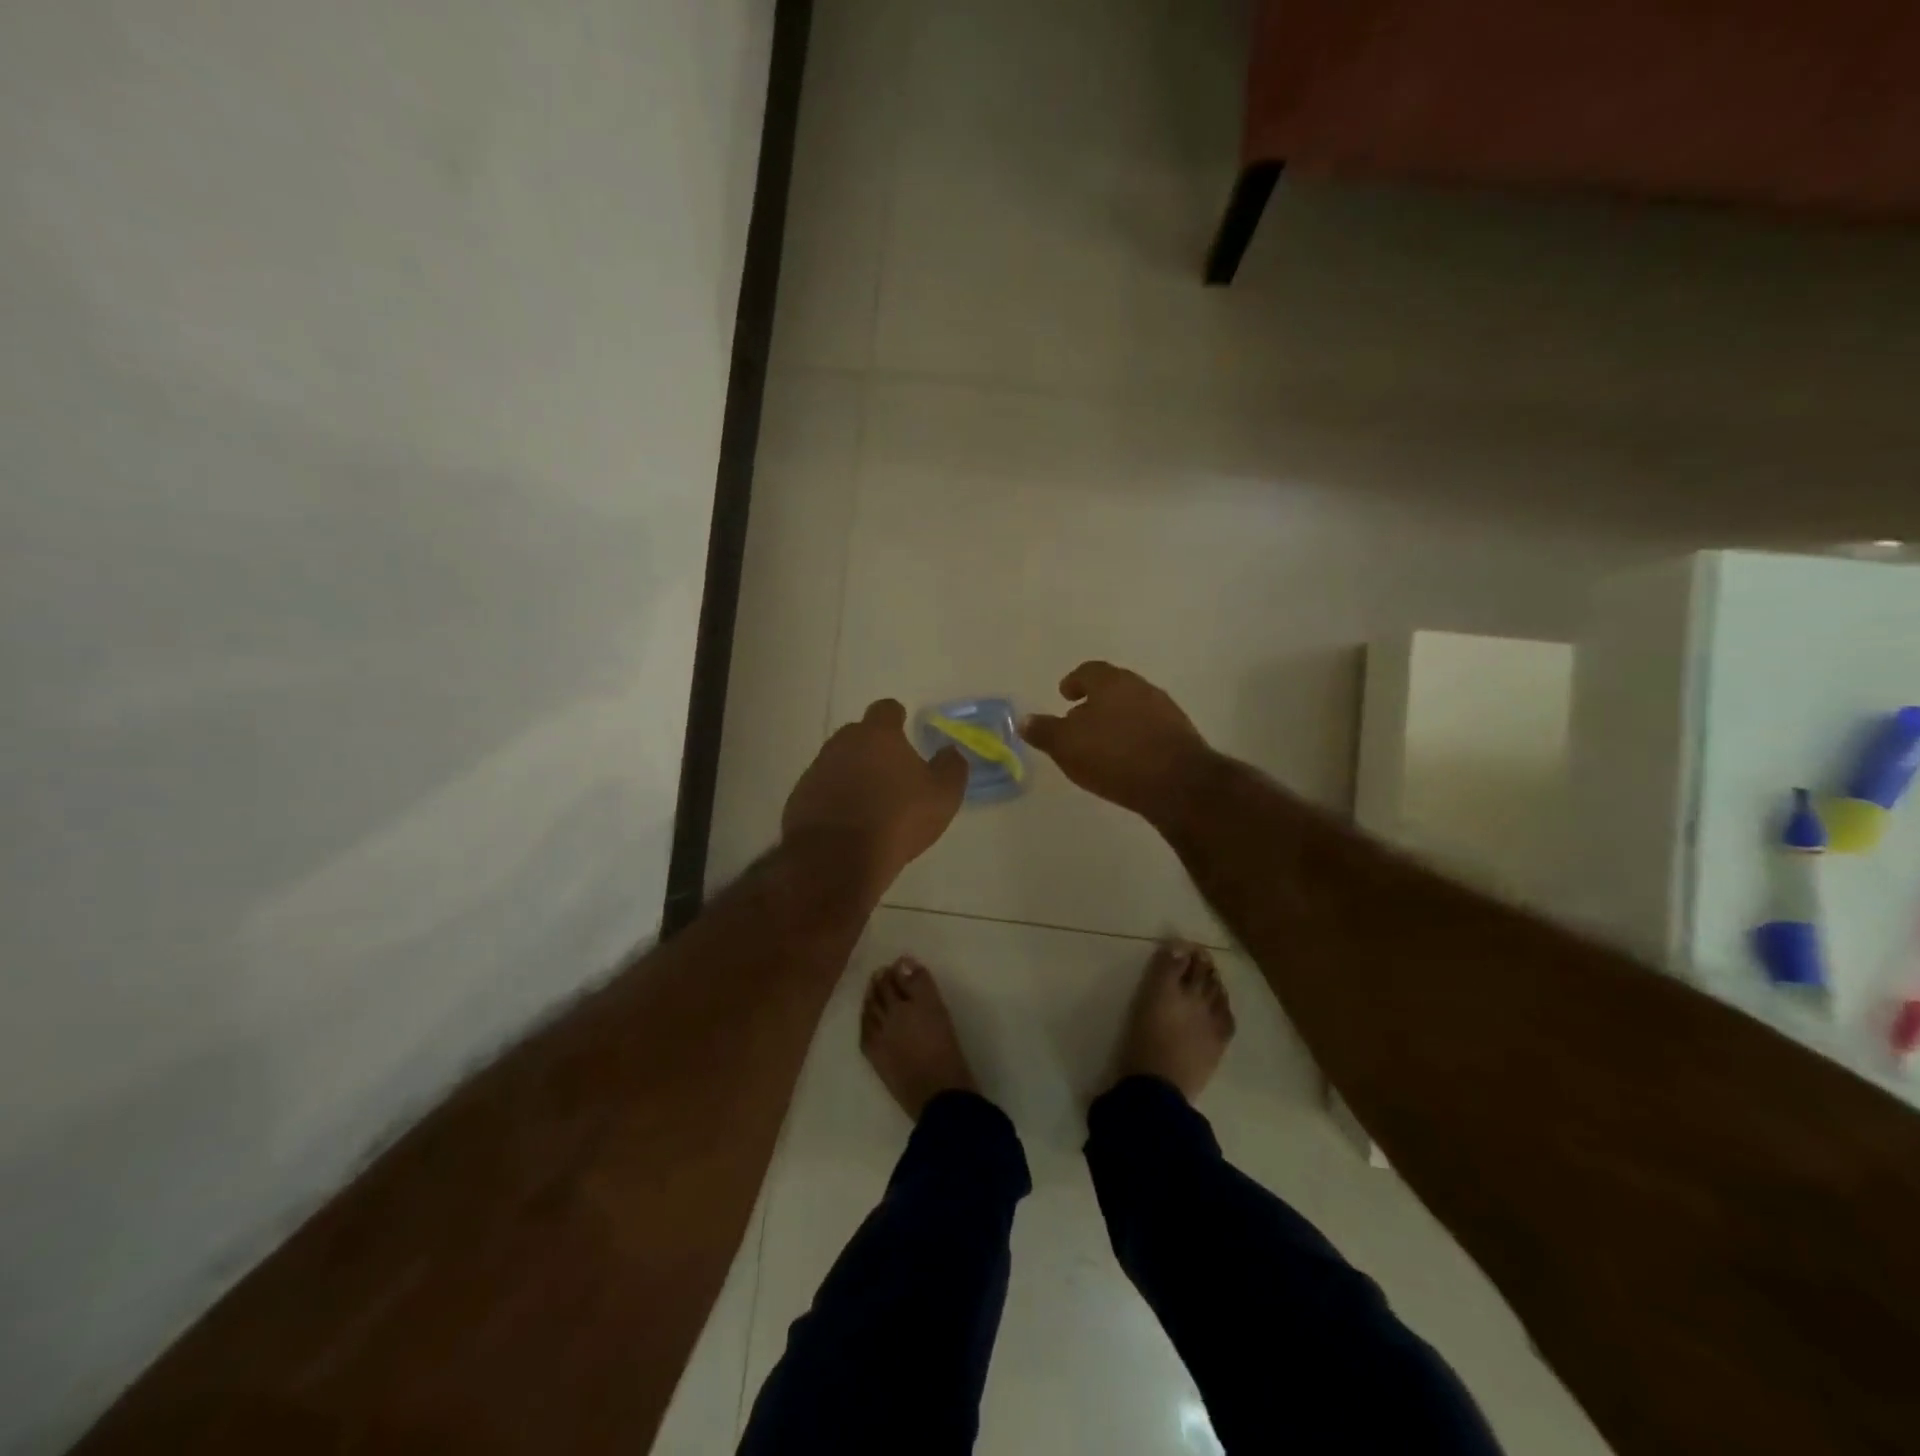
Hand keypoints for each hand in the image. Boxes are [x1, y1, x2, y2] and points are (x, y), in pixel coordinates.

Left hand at [783, 700, 968, 894]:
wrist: (837, 859)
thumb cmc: (897, 819)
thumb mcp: (942, 796)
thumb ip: (951, 767)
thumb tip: (950, 752)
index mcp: (878, 735)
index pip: (886, 709)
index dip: (897, 718)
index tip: (904, 730)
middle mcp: (842, 744)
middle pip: (858, 734)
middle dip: (873, 747)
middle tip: (891, 772)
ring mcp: (816, 770)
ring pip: (838, 762)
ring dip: (853, 774)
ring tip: (871, 802)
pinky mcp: (799, 799)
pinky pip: (822, 790)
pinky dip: (835, 799)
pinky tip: (848, 824)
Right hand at [1021, 662, 1212, 822]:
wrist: (1179, 784)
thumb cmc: (1114, 756)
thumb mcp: (1067, 746)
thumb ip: (1044, 731)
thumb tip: (1024, 720)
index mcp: (1111, 682)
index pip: (1088, 671)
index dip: (1074, 681)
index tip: (1065, 694)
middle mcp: (1140, 687)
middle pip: (1113, 687)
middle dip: (1095, 701)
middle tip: (1078, 718)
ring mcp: (1165, 710)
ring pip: (1132, 708)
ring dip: (1115, 720)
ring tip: (1100, 743)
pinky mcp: (1180, 735)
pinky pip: (1148, 729)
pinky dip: (1133, 737)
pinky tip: (1125, 759)